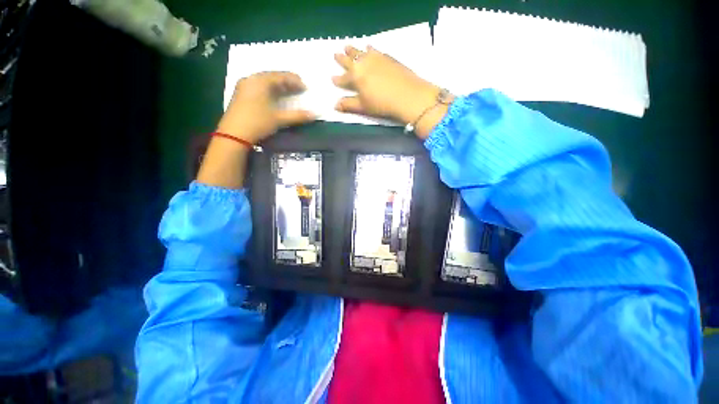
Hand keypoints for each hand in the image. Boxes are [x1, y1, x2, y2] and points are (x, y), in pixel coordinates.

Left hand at [217, 72, 315, 143]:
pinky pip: (259, 86)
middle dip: (287, 82)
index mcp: (260, 81)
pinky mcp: (241, 94)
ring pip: (265, 81)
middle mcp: (251, 79)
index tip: (305, 88)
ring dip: (279, 86)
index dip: (295, 81)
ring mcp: (244, 86)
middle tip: (299, 88)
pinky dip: (270, 90)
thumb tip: (314, 114)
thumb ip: (297, 115)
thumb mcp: (279, 119)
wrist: (233, 134)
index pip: (281, 76)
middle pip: (272, 77)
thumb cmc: (257, 122)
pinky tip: (275, 96)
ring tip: (289, 92)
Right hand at [332, 46, 445, 126]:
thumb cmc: (382, 104)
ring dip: (353, 50)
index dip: (338, 80)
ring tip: (347, 47)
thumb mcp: (363, 107)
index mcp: (355, 76)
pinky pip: (375, 50)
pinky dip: (369, 49)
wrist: (407, 95)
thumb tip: (335, 106)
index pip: (343, 78)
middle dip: (342, 59)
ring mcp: (376, 58)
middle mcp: (363, 63)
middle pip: (350, 60)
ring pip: (361, 52)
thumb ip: (348, 105)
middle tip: (336, 54)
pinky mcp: (387, 57)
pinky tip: (369, 47)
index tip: (332, 78)